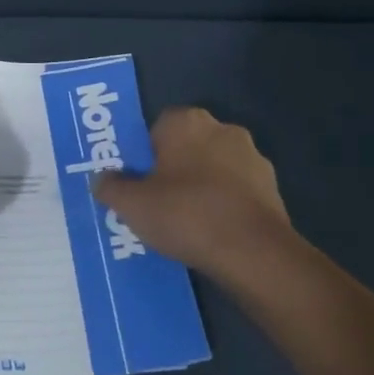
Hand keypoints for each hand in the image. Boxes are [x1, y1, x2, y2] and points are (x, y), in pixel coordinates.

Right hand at [92, 107, 295, 280]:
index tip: (138, 182)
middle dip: (174, 168)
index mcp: (186, 121)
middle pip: (187, 146)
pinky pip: (237, 191)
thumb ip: (110, 187)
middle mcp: (222, 129)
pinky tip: (213, 232)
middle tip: (157, 201)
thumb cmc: (186, 214)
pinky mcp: (272, 187)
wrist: (253, 252)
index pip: (157, 127)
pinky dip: (225, 205)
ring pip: (215, 168)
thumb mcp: (132, 205)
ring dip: (203, 186)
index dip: (145, 154)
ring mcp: (252, 157)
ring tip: (186, 223)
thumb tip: (101, 180)